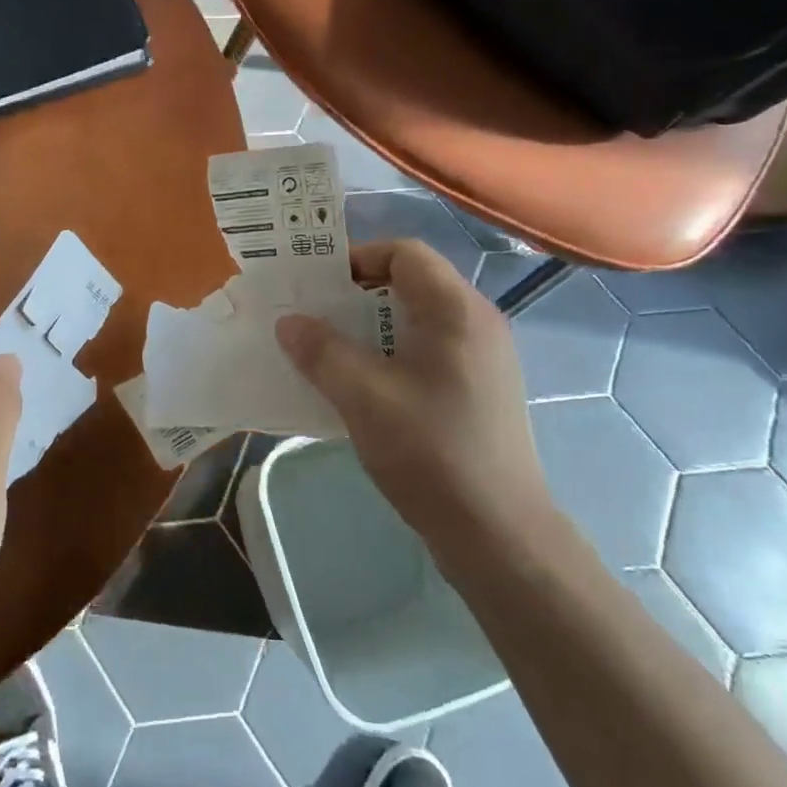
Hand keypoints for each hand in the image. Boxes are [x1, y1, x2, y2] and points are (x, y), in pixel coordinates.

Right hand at [275, 239, 551, 542]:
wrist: (498, 533)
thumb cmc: (431, 452)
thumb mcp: (363, 396)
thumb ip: (322, 351)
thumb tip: (289, 322)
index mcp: (456, 311)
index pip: (405, 253)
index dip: (358, 258)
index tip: (318, 286)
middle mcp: (477, 323)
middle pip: (412, 283)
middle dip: (358, 293)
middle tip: (315, 315)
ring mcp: (483, 358)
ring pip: (418, 320)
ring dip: (371, 326)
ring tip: (330, 350)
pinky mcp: (479, 389)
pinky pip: (428, 350)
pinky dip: (391, 353)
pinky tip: (363, 385)